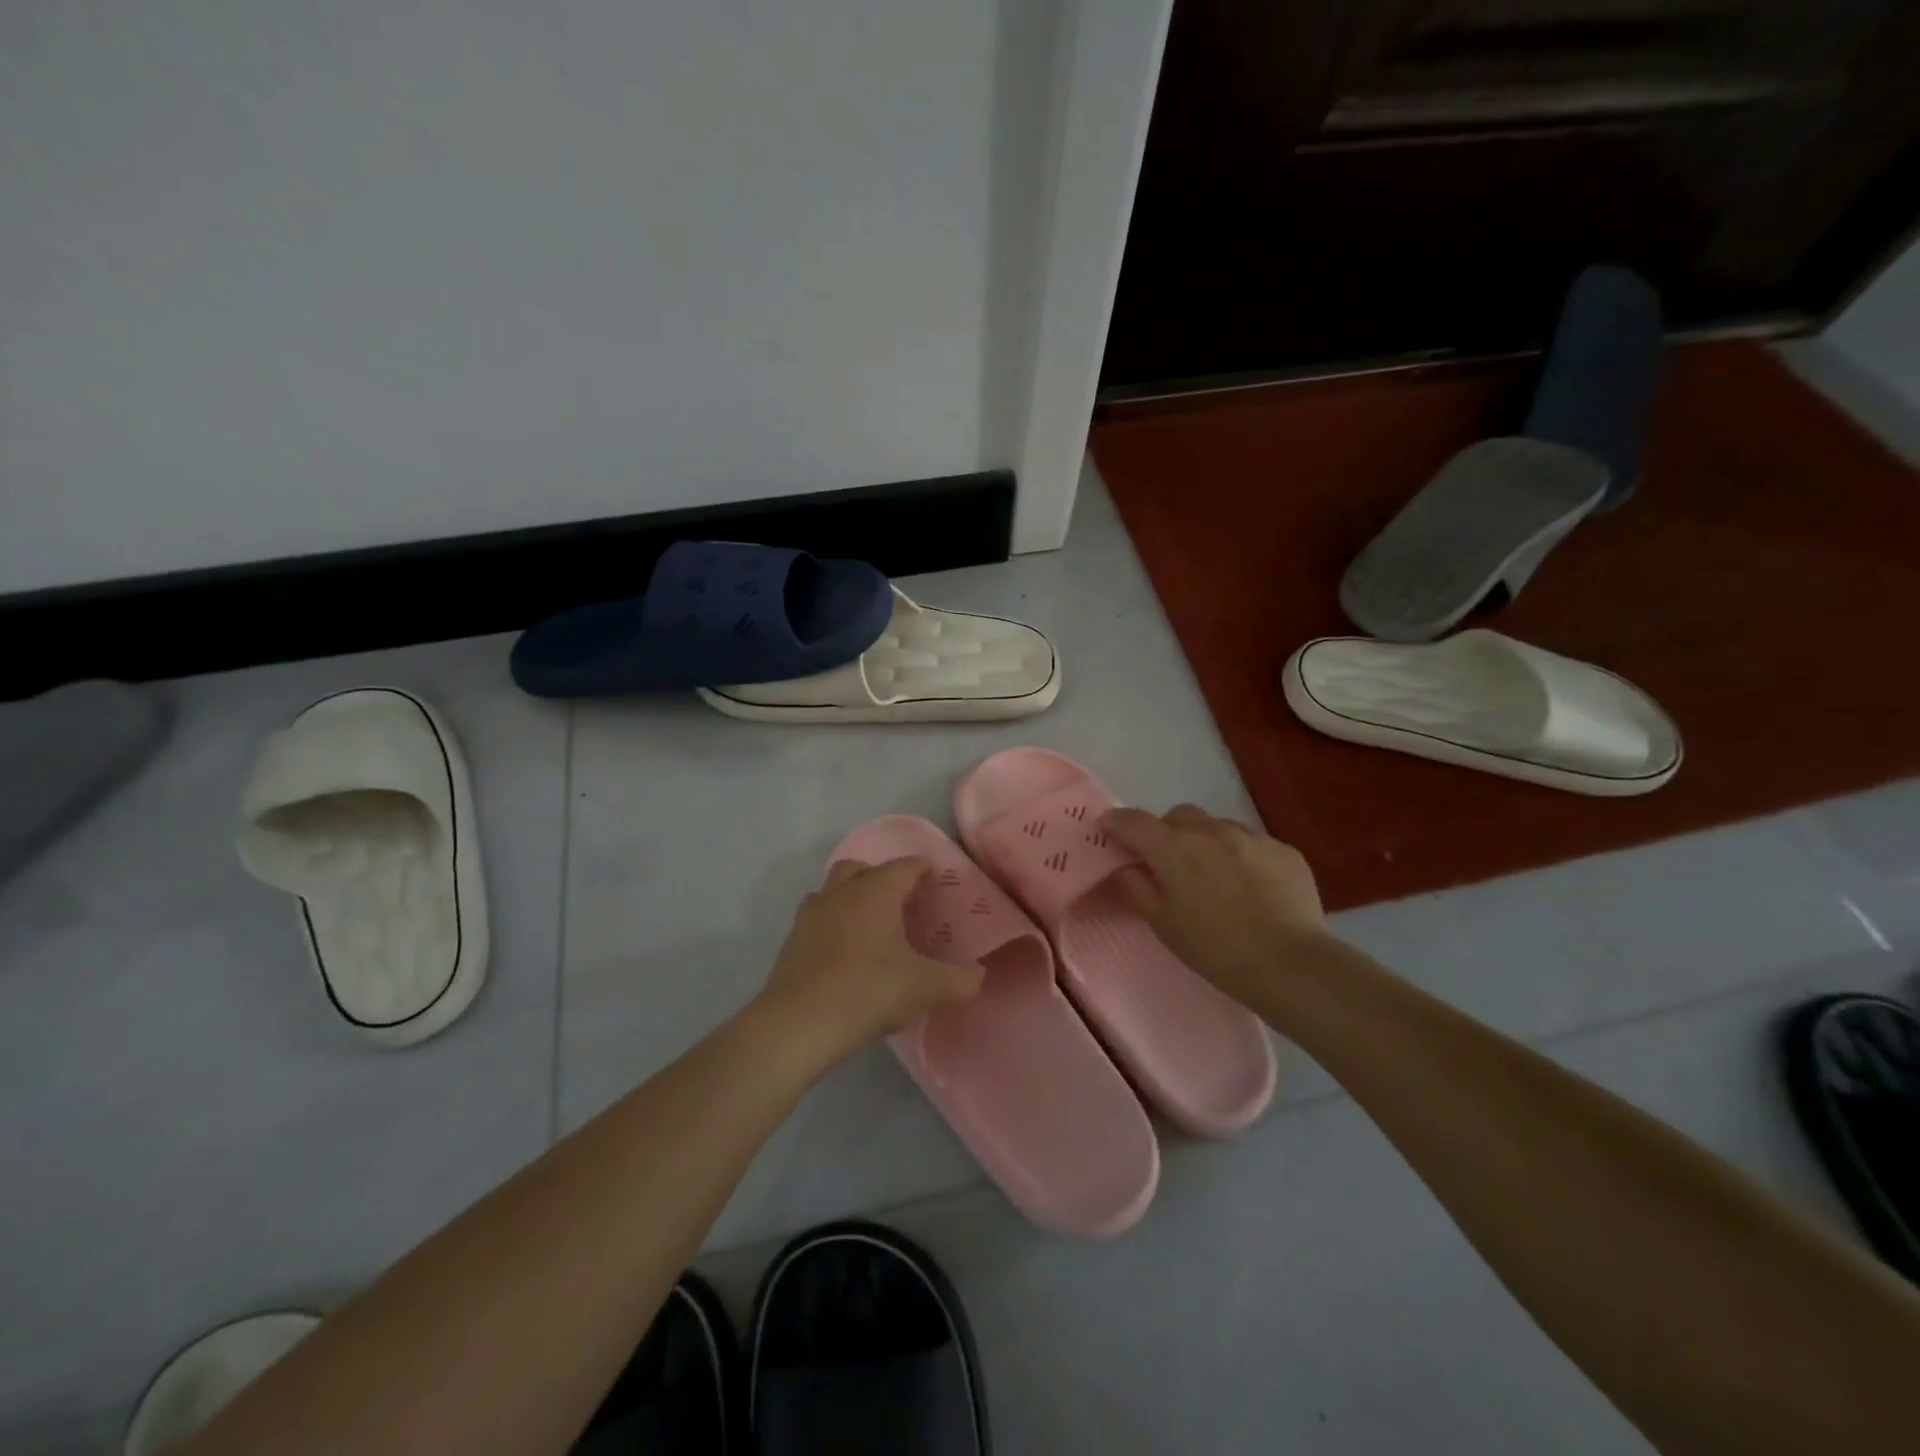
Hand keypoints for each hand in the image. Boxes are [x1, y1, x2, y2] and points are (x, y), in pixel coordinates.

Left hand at [755, 858, 984, 1068]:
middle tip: (902, 903)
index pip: (904, 867)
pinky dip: (833, 924)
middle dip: (882, 877)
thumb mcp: (926, 989)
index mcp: (876, 892)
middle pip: (861, 868)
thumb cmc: (868, 992)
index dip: (923, 869)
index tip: (936, 880)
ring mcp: (812, 915)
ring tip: (871, 926)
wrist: (798, 1025)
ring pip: (833, 890)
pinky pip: (817, 918)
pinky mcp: (792, 941)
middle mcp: (841, 893)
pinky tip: (845, 953)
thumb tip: (979, 976)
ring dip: (852, 897)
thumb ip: (960, 981)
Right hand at [1100, 803, 1328, 1006]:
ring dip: (1206, 841)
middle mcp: (1210, 830)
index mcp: (1173, 847)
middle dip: (1167, 832)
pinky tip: (1251, 886)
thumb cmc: (1214, 948)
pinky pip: (1252, 842)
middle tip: (1169, 862)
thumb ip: (1137, 888)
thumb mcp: (1163, 924)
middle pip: (1178, 816)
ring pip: (1217, 826)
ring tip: (1215, 875)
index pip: (1133, 821)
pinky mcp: (1284, 850)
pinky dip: (1241, 855)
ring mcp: (1251, 836)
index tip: (1108, 830)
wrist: (1289, 964)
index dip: (1116, 822)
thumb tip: (1127, 867)